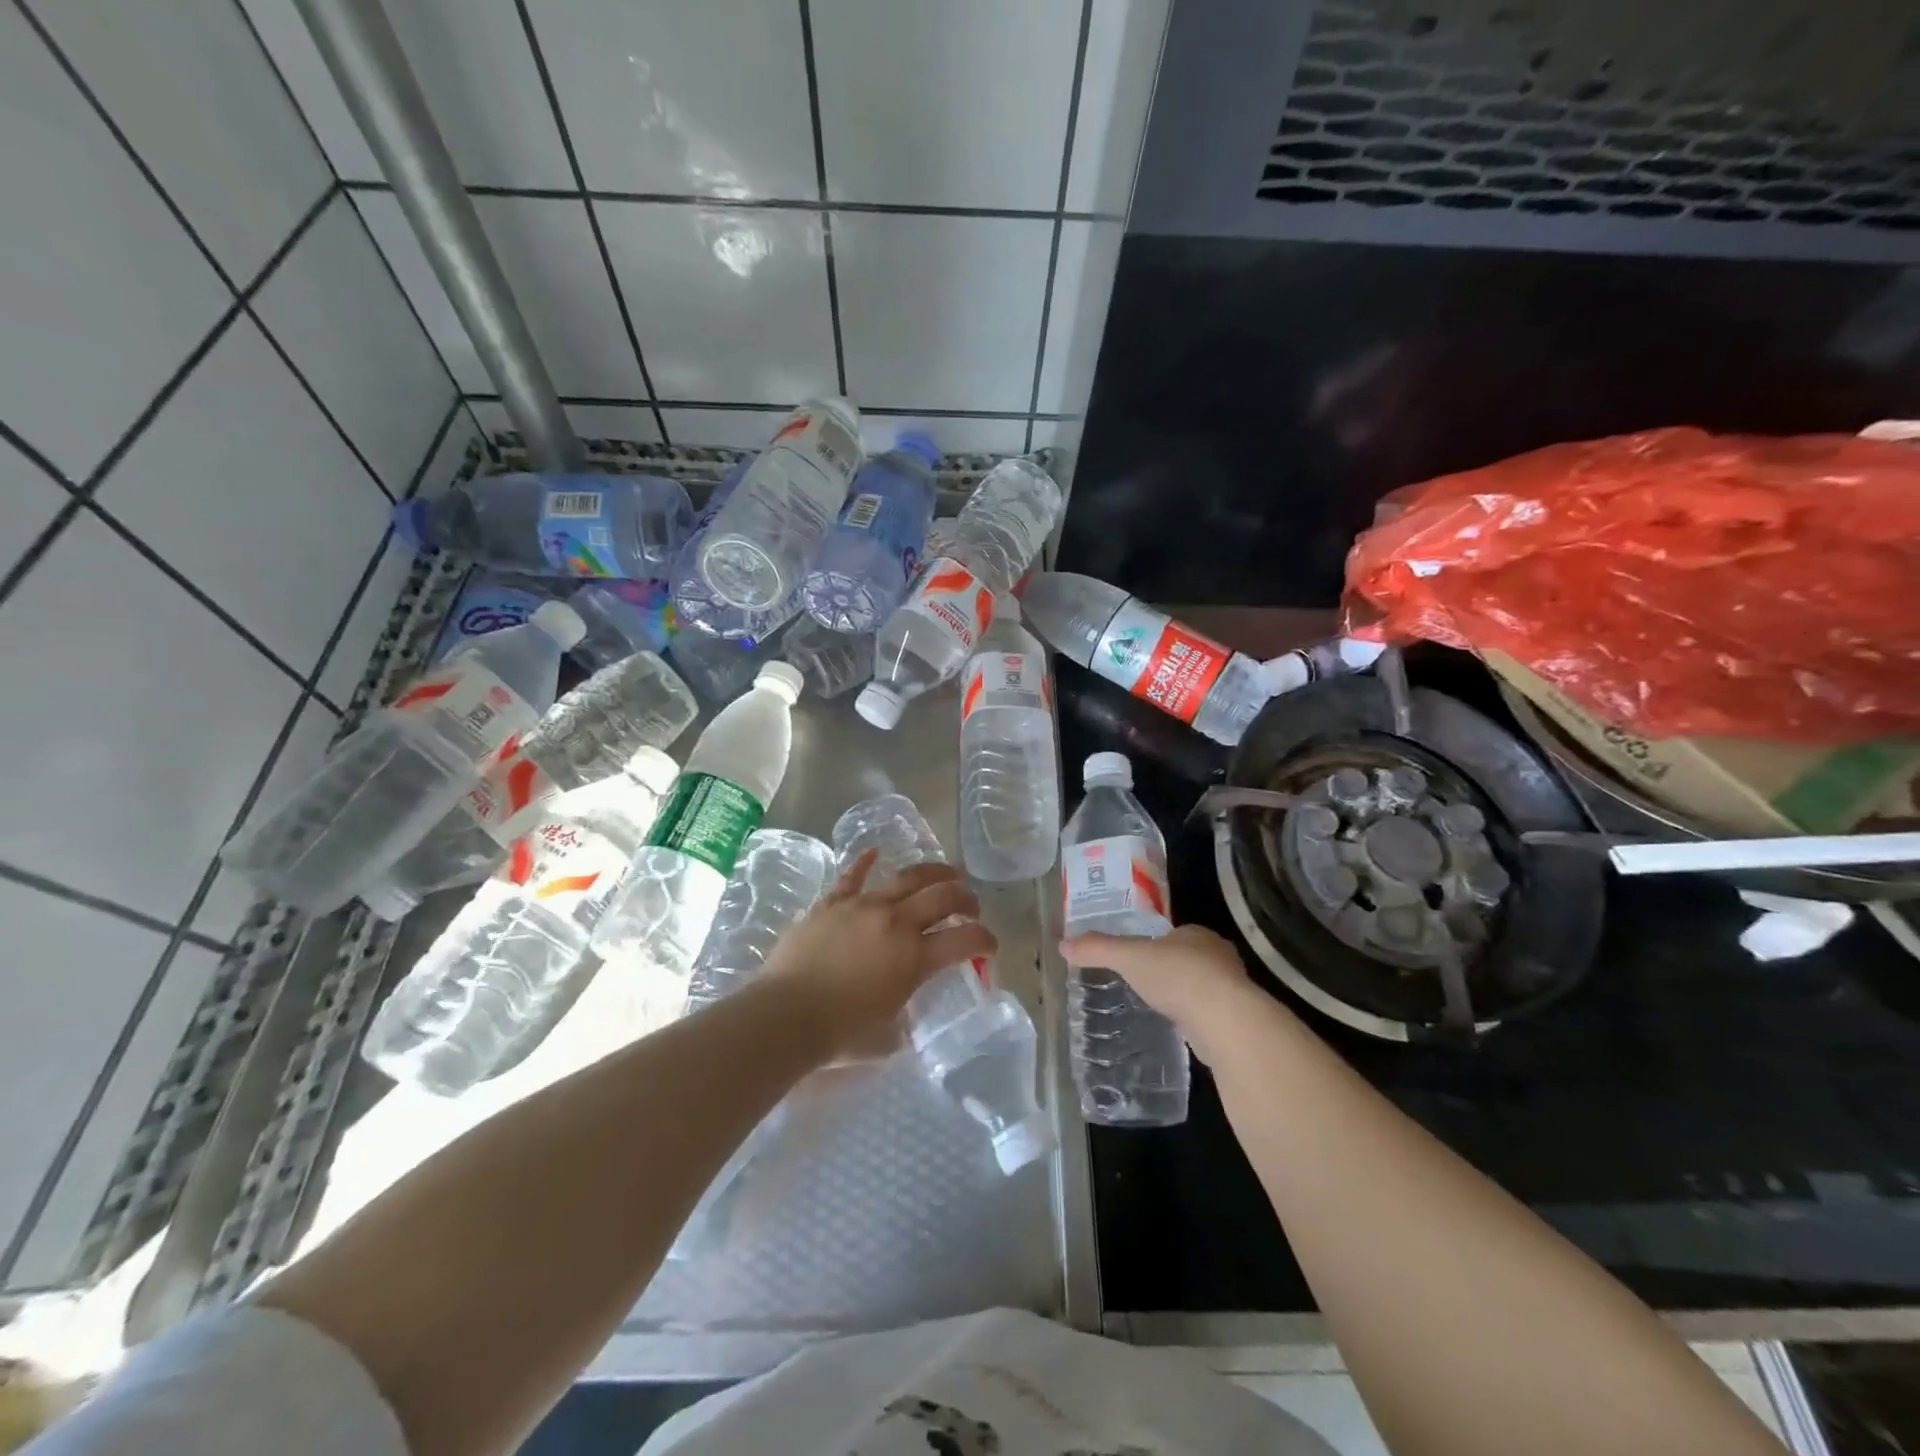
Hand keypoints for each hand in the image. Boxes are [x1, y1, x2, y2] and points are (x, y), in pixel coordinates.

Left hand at [762, 850, 995, 1061]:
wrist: (785, 1015)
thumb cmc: (838, 1033)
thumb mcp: (886, 1034)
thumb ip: (903, 1020)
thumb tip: (905, 1021)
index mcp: (915, 958)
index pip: (965, 941)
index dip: (985, 940)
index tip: (990, 945)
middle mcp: (896, 923)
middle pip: (943, 897)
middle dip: (965, 898)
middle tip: (971, 905)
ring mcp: (863, 906)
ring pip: (906, 877)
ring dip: (932, 873)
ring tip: (945, 873)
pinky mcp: (832, 903)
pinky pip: (852, 876)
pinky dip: (865, 861)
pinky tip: (875, 851)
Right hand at [1059, 924, 1253, 1038]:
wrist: (1224, 1020)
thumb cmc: (1177, 976)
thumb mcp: (1129, 957)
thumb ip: (1097, 949)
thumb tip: (1062, 944)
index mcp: (1197, 934)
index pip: (1174, 934)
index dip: (1156, 943)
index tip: (1138, 956)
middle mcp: (1219, 957)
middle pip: (1190, 959)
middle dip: (1170, 968)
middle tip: (1144, 981)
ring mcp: (1230, 990)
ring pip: (1202, 987)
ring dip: (1184, 994)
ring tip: (1157, 1006)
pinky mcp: (1234, 1020)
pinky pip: (1207, 1014)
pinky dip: (1192, 1018)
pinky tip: (1177, 1027)